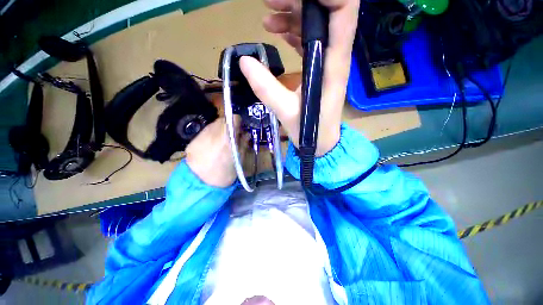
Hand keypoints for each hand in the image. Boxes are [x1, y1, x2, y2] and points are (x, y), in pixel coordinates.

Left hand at [185, 117, 240, 187]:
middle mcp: (213, 133)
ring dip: (219, 129)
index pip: (234, 119)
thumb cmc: (225, 174)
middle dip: (229, 126)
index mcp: (227, 138)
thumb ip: (243, 144)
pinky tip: (210, 146)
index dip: (239, 123)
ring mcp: (201, 135)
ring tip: (221, 141)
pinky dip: (210, 135)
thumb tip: (246, 134)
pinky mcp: (192, 140)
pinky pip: (205, 132)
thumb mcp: (239, 160)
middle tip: (232, 136)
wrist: (200, 185)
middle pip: (223, 120)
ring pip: (213, 124)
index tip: (240, 129)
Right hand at [240, 0, 359, 155]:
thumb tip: (245, 61)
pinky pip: (309, 39)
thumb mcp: (286, 111)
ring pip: (316, 23)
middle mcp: (334, 56)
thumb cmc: (310, 130)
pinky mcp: (319, 67)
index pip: (343, 10)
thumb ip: (266, 88)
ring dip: (292, 13)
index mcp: (332, 63)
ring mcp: (327, 60)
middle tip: (269, 2)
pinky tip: (277, 32)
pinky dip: (293, 31)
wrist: (321, 141)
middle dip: (299, 1)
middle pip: (327, 11)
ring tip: (267, 17)